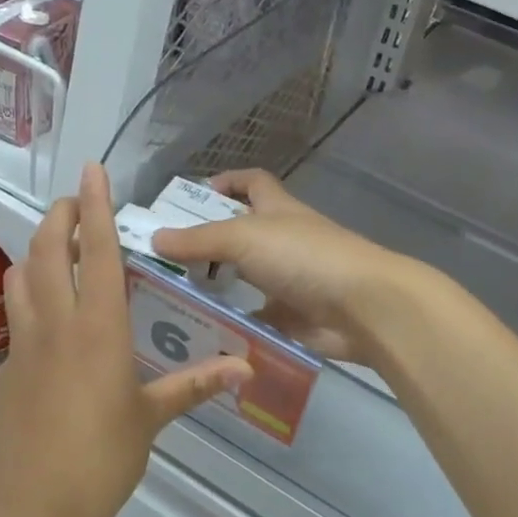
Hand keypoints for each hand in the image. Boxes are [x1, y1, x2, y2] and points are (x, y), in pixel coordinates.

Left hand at [0, 164, 251, 516]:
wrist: (30, 511)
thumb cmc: (101, 460)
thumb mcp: (152, 419)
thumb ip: (196, 384)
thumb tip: (246, 367)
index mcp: (98, 329)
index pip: (98, 252)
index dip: (96, 207)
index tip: (92, 172)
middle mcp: (56, 324)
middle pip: (47, 251)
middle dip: (59, 216)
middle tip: (75, 202)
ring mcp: (24, 345)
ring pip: (20, 278)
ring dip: (37, 251)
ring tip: (58, 248)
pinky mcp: (8, 370)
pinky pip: (17, 317)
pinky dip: (29, 296)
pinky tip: (49, 319)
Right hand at [150, 169, 415, 365]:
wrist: (362, 307)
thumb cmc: (304, 257)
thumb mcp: (244, 237)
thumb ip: (199, 240)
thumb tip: (155, 237)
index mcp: (277, 209)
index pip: (252, 182)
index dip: (226, 182)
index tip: (191, 197)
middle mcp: (284, 241)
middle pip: (242, 234)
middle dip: (208, 243)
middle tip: (165, 260)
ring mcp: (290, 280)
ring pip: (246, 280)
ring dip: (217, 288)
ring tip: (171, 299)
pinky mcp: (293, 318)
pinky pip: (256, 321)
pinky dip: (234, 327)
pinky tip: (200, 335)